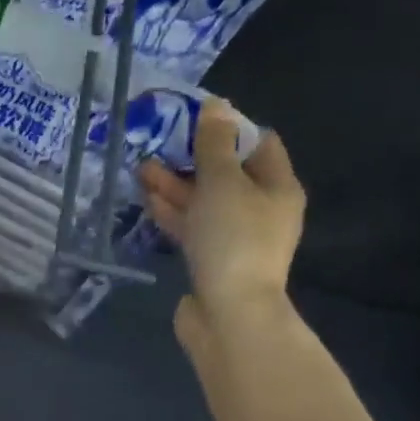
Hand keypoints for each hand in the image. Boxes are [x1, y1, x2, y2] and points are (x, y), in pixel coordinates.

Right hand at [139, 103, 303, 342]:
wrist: (229, 314)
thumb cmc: (233, 240)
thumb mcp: (222, 183)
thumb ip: (214, 145)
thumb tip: (216, 106)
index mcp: (277, 187)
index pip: (258, 143)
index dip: (228, 128)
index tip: (194, 119)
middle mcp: (261, 210)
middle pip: (227, 174)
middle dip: (193, 159)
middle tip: (159, 143)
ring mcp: (235, 238)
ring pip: (204, 203)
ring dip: (175, 186)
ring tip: (141, 169)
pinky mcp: (211, 261)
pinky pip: (192, 228)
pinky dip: (173, 213)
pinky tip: (148, 200)